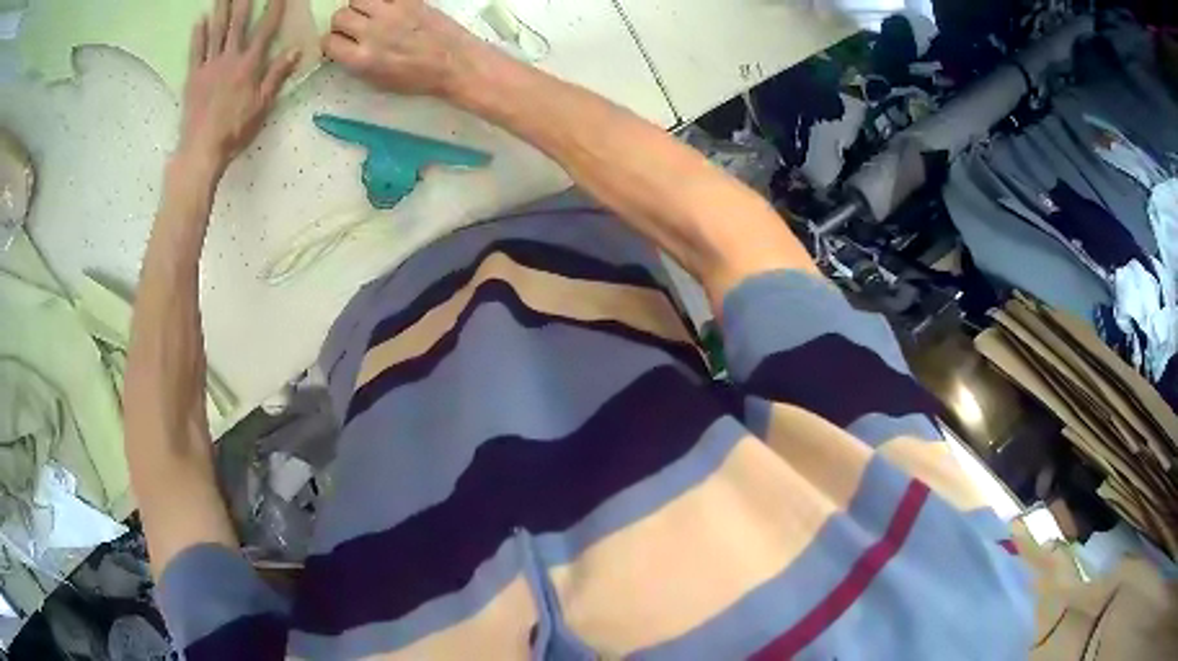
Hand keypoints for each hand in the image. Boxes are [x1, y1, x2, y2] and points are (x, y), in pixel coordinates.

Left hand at [178, 0, 300, 176]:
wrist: (201, 150)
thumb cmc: (234, 131)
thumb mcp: (262, 106)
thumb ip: (277, 75)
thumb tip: (296, 49)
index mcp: (249, 65)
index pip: (265, 30)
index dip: (274, 8)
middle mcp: (230, 59)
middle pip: (237, 24)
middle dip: (243, 2)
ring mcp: (209, 66)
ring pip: (216, 32)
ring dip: (220, 10)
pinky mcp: (193, 77)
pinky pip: (196, 51)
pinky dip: (198, 35)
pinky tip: (199, 20)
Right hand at [322, 0, 487, 97]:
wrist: (455, 63)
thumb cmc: (418, 79)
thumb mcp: (378, 83)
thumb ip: (356, 64)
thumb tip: (344, 50)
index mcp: (361, 60)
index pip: (328, 42)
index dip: (332, 43)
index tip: (340, 44)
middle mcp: (371, 33)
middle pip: (340, 16)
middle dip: (343, 23)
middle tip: (355, 28)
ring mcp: (390, 13)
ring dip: (360, 7)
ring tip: (370, 15)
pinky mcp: (409, 1)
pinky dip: (381, 0)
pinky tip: (386, 8)